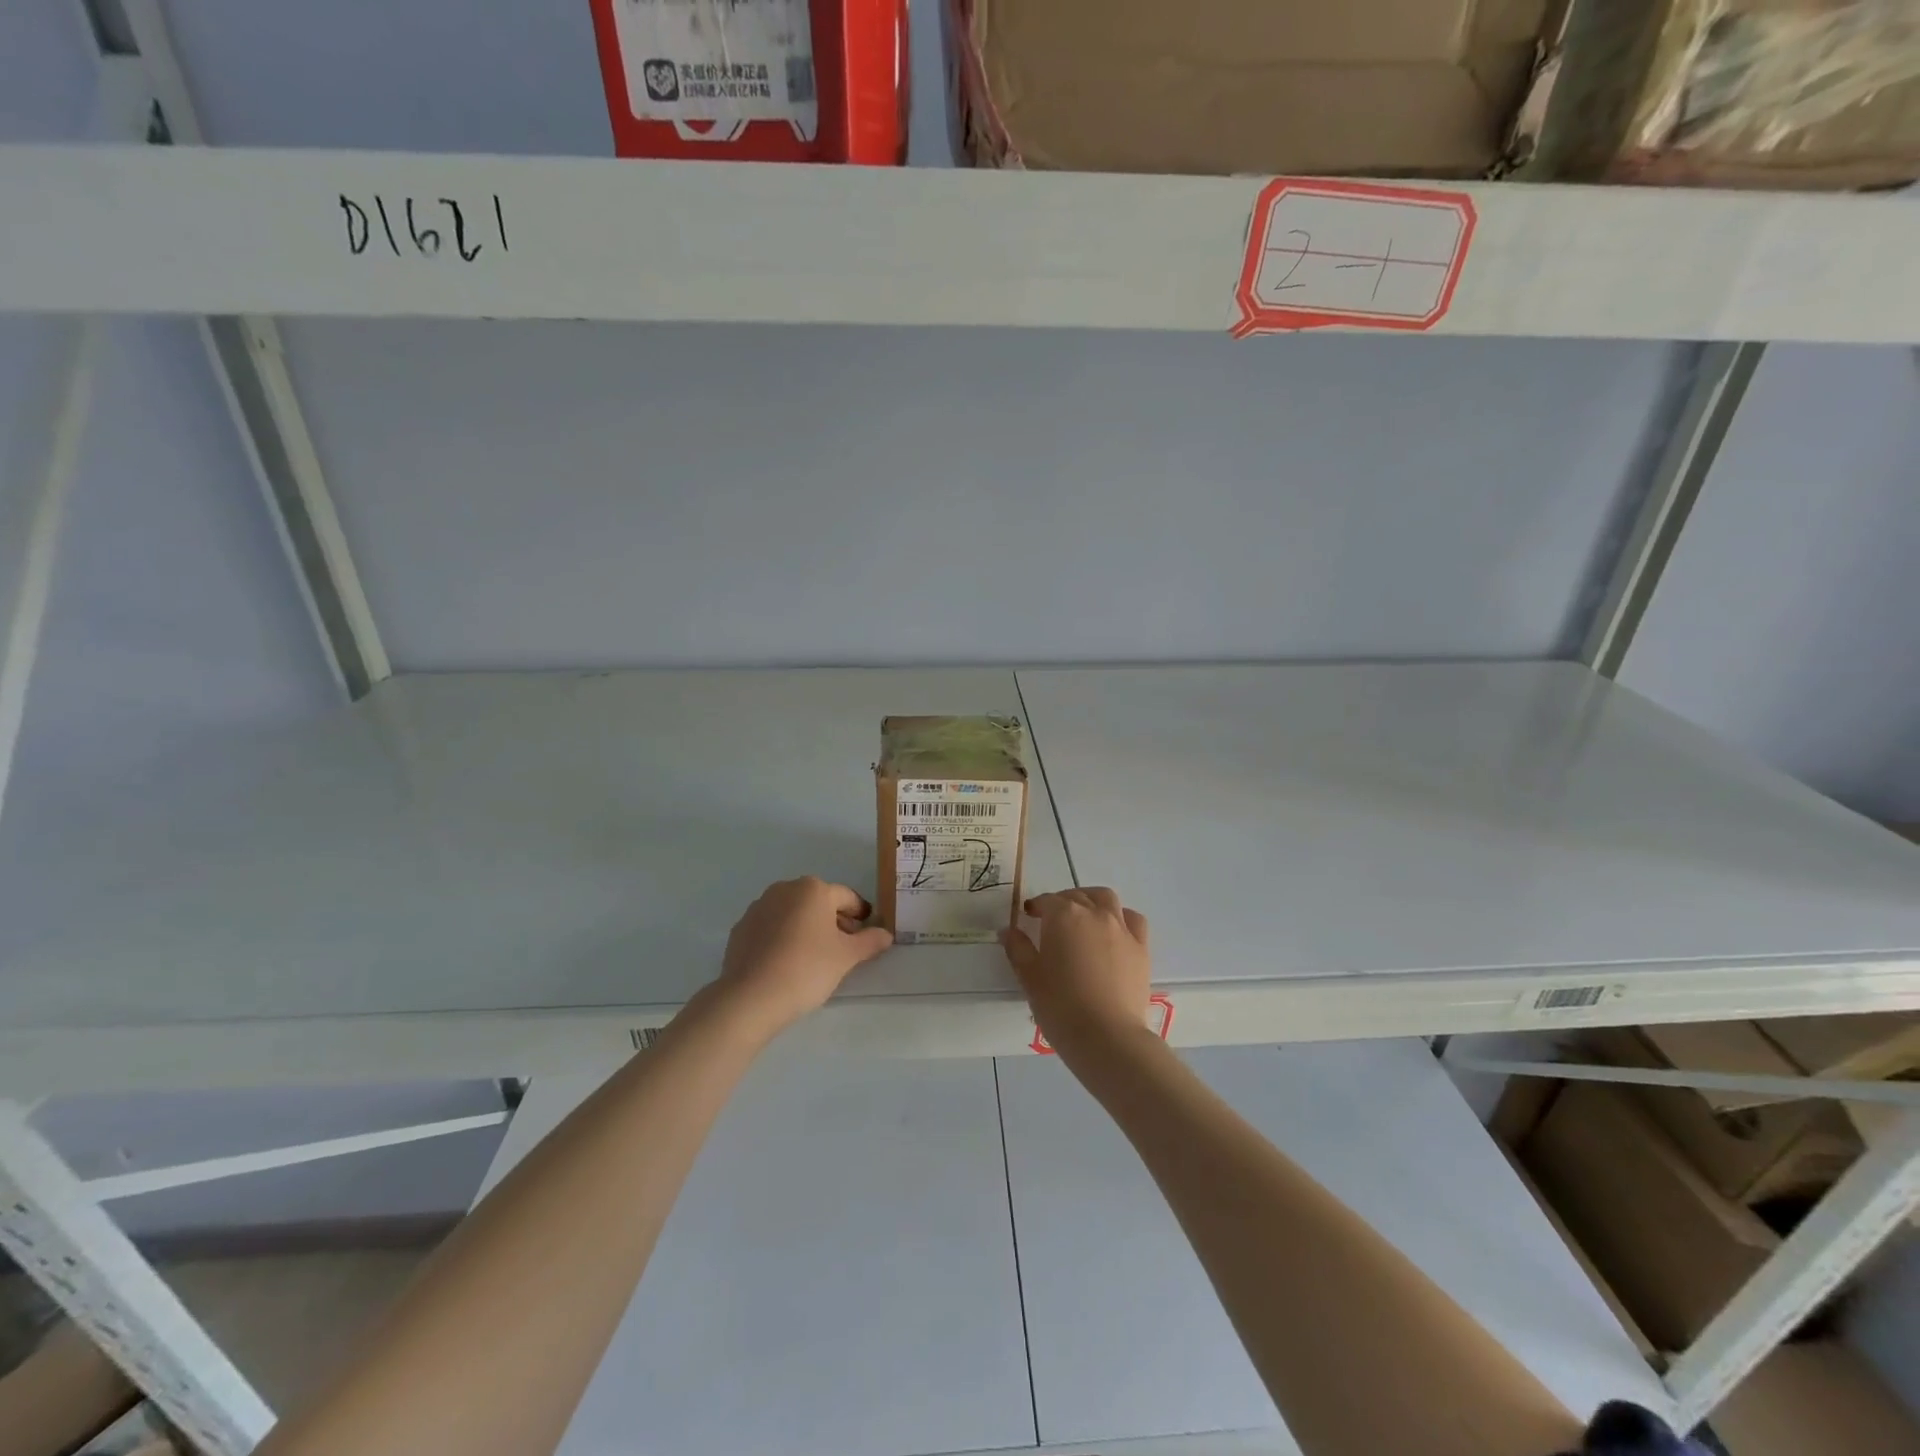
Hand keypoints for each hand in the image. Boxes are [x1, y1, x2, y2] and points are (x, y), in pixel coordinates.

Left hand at [711, 877, 892, 1039]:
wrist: (751, 997)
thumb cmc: (807, 968)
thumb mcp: (847, 957)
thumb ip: (869, 941)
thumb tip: (886, 934)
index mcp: (813, 889)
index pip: (847, 897)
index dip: (861, 914)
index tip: (867, 933)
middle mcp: (784, 889)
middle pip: (818, 902)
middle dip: (834, 921)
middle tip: (844, 948)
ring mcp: (758, 907)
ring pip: (793, 913)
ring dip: (807, 928)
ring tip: (815, 958)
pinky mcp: (741, 928)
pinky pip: (771, 927)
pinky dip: (783, 938)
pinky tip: (787, 963)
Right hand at [1000, 888, 1151, 1053]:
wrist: (1107, 1036)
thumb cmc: (1060, 1005)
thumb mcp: (1029, 977)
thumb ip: (1018, 949)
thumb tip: (1008, 931)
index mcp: (1064, 915)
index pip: (1047, 900)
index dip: (1036, 906)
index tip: (1029, 916)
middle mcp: (1094, 913)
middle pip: (1077, 896)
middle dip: (1063, 902)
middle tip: (1053, 921)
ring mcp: (1121, 928)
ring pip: (1106, 899)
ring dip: (1092, 901)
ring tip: (1084, 917)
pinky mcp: (1141, 947)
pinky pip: (1132, 920)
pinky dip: (1121, 917)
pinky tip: (1114, 932)